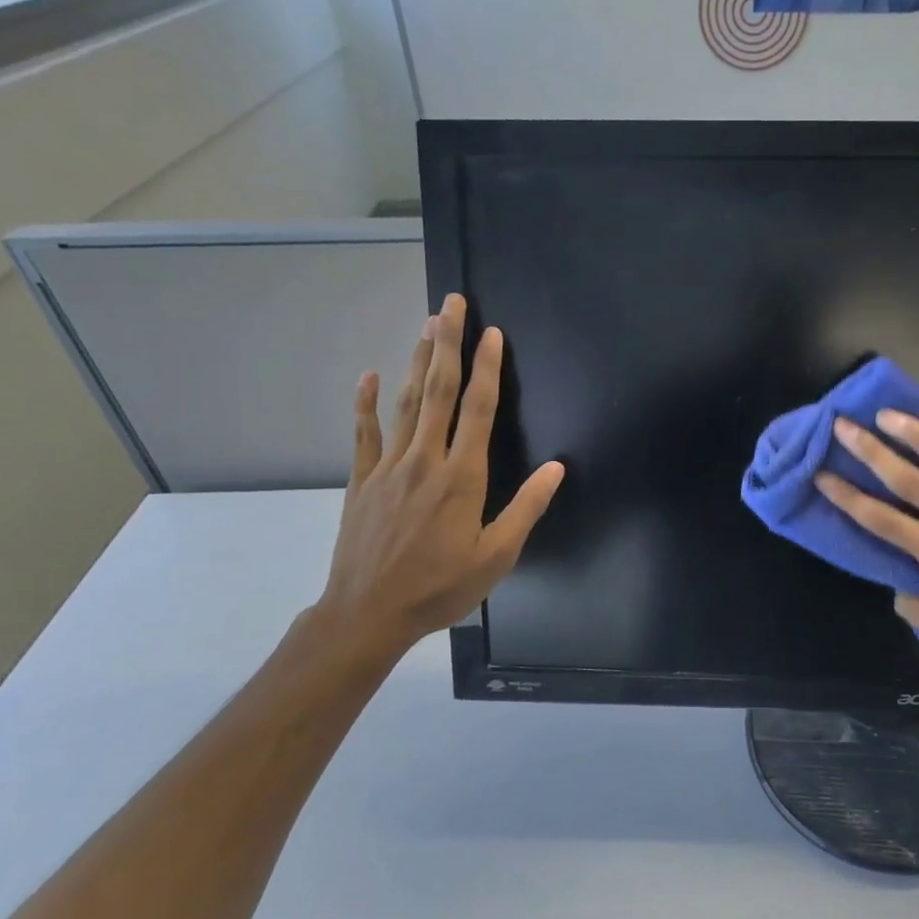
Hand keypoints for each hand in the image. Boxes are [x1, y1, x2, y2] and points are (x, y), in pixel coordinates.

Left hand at [312, 294, 564, 675]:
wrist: (368, 613)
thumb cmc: (440, 587)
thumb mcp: (497, 556)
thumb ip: (526, 508)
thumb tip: (557, 467)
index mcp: (461, 477)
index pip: (477, 410)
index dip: (486, 368)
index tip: (491, 334)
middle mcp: (424, 460)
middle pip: (438, 392)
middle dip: (448, 344)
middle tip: (451, 304)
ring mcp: (388, 467)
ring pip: (406, 404)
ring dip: (418, 362)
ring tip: (427, 325)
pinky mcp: (362, 480)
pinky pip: (364, 433)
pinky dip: (366, 403)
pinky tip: (370, 375)